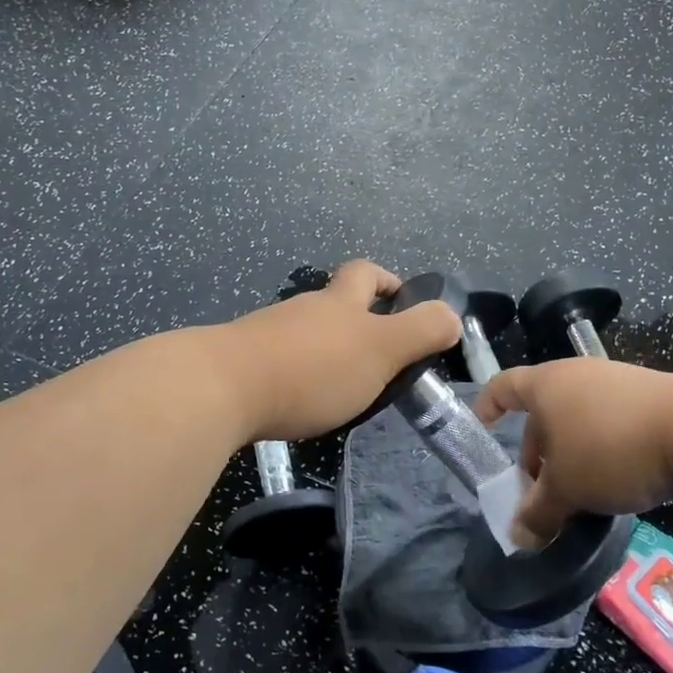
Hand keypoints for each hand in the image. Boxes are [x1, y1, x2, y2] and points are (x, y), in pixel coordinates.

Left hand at [216, 260, 460, 441]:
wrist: (221, 388)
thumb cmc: (313, 368)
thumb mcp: (381, 350)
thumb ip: (421, 332)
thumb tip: (451, 316)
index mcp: (340, 301)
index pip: (366, 273)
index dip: (388, 281)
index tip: (402, 302)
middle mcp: (304, 308)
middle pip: (333, 300)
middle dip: (356, 318)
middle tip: (375, 354)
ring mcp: (268, 332)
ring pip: (304, 331)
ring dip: (325, 348)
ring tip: (340, 385)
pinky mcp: (241, 360)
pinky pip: (278, 358)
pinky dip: (295, 370)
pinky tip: (297, 399)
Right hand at [473, 358, 672, 542]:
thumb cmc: (610, 450)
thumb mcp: (567, 490)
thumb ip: (537, 512)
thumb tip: (517, 536)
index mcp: (546, 385)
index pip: (503, 387)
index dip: (487, 406)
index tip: (482, 427)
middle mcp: (577, 375)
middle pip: (543, 411)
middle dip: (536, 451)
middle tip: (539, 490)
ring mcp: (615, 381)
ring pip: (577, 418)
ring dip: (570, 454)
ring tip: (579, 491)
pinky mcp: (648, 396)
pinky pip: (609, 421)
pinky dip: (601, 448)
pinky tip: (616, 479)